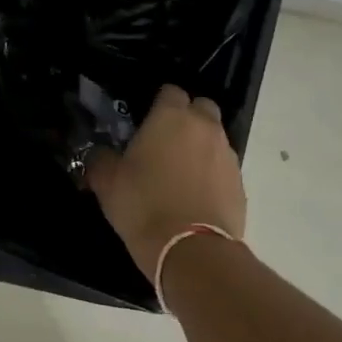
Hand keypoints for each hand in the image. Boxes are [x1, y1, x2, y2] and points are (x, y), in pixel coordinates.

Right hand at [85, 84, 245, 281]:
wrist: (190, 250)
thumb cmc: (143, 205)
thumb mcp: (106, 182)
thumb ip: (101, 158)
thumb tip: (101, 153)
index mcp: (171, 117)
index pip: (169, 91)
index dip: (157, 104)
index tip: (144, 123)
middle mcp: (205, 128)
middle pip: (201, 107)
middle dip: (186, 118)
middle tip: (165, 143)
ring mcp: (227, 156)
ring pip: (214, 138)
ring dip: (200, 147)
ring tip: (179, 174)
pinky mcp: (240, 184)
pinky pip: (223, 168)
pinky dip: (211, 175)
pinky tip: (194, 196)